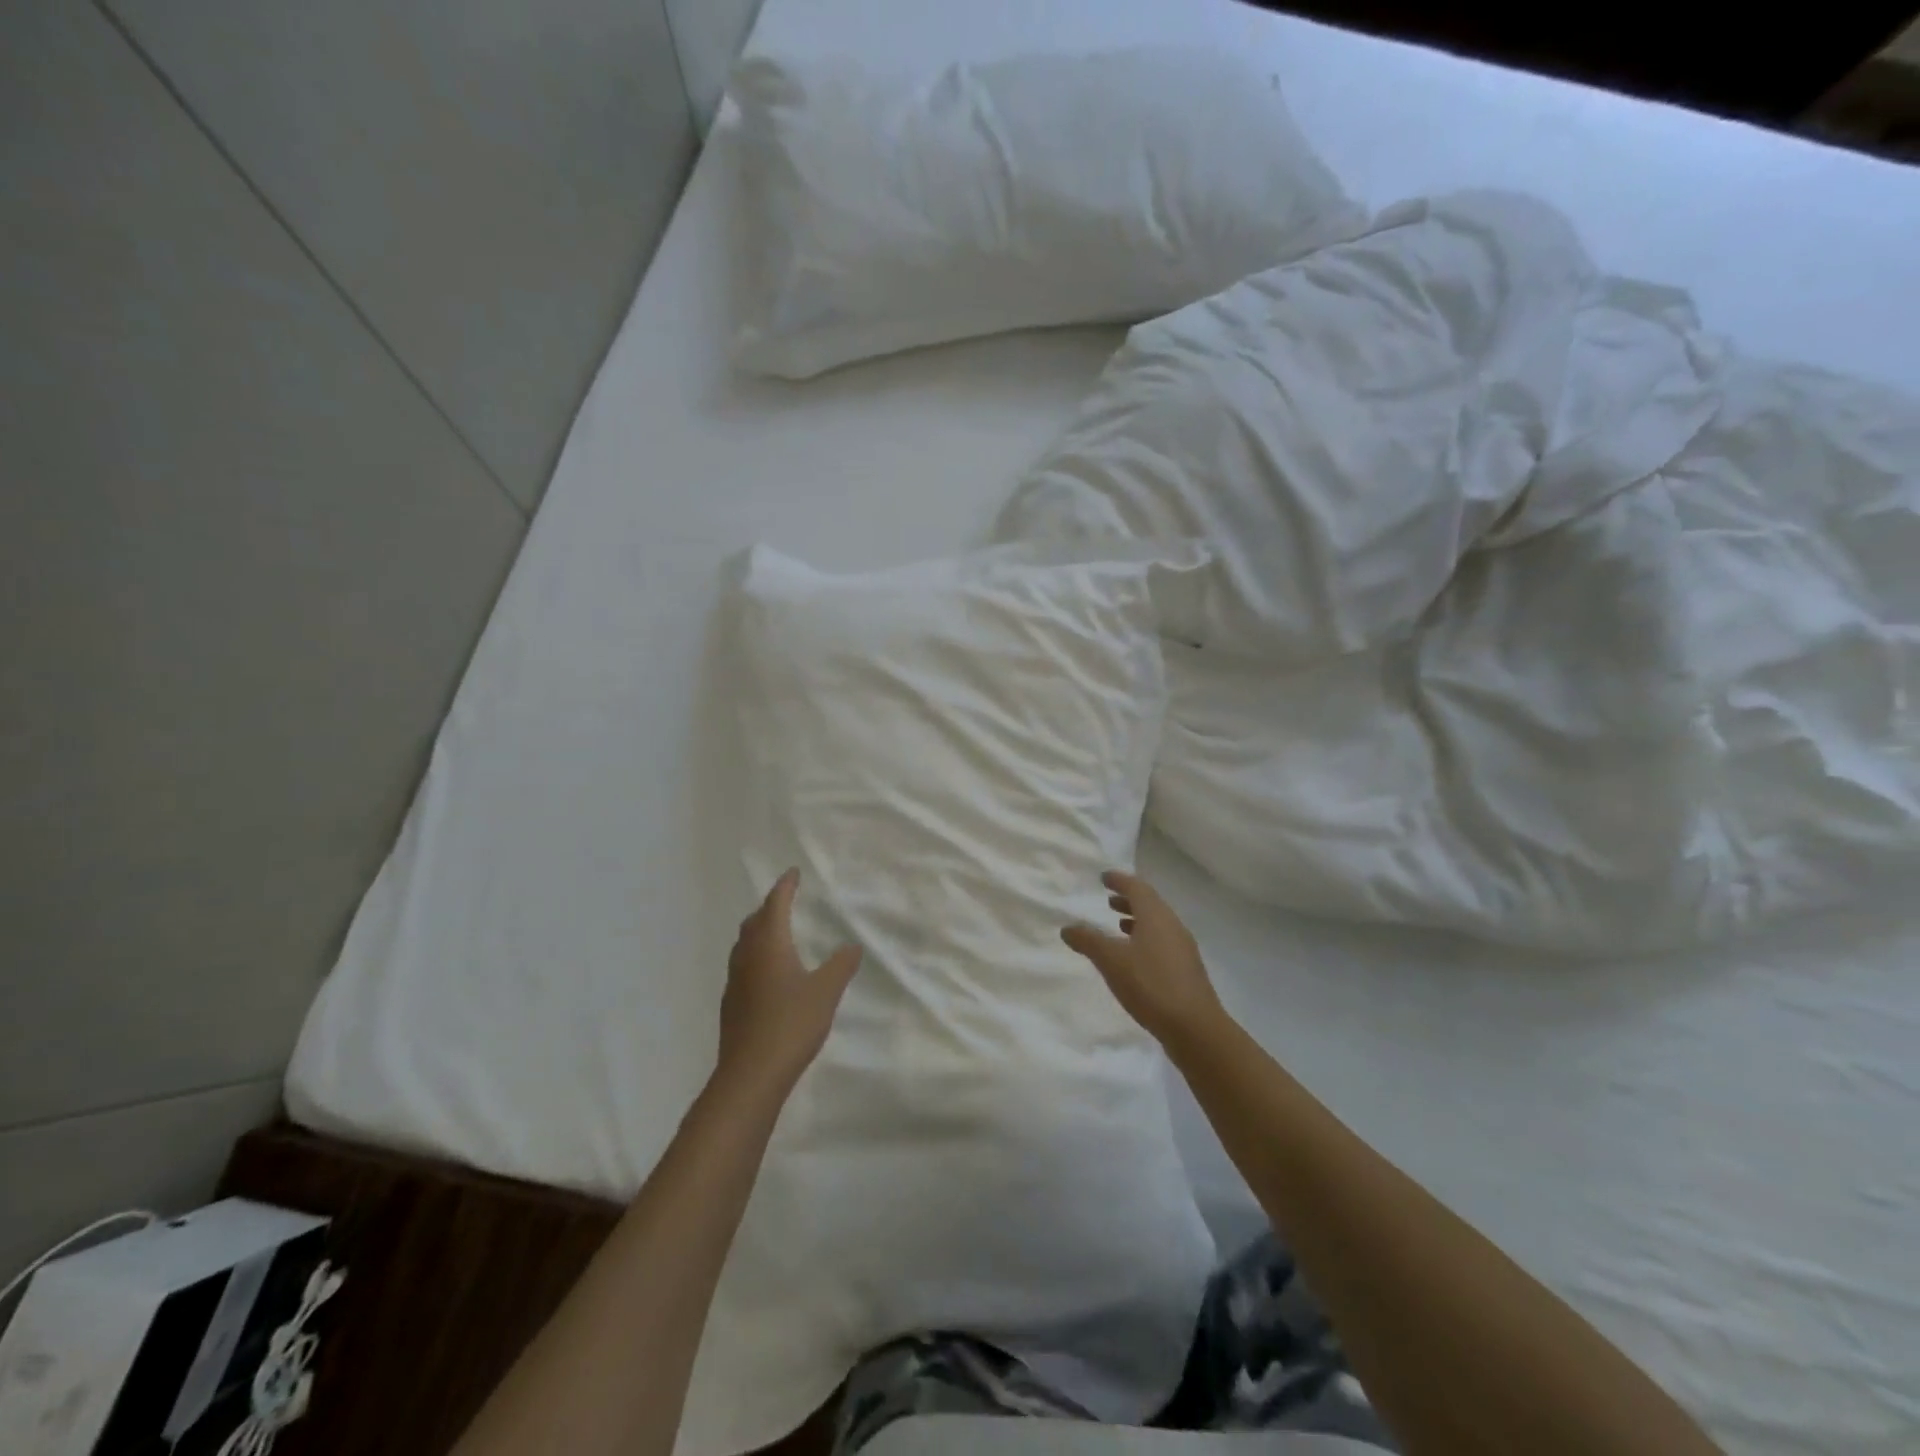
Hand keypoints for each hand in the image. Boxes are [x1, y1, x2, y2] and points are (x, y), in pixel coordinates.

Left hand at [717, 868, 862, 1100]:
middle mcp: (748, 957)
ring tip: (776, 932)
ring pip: (745, 944)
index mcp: (770, 945)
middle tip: (785, 900)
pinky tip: (767, 973)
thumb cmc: (791, 1024)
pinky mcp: (731, 1004)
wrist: (751, 1074)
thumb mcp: (826, 991)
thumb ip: (841, 965)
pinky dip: (755, 956)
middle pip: (754, 921)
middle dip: (769, 907)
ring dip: (759, 931)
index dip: (785, 887)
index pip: (775, 904)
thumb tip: (852, 946)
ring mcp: (735, 981)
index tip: (793, 873)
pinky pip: (743, 966)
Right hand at [1062, 871, 1224, 1048]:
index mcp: (1156, 916)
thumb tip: (1067, 927)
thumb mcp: (1111, 961)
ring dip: (1137, 920)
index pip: (1137, 887)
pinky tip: (1135, 958)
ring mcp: (1183, 949)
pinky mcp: (1187, 970)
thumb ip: (1088, 941)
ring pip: (1158, 925)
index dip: (1119, 880)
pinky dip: (1146, 939)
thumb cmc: (1150, 985)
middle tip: (1108, 900)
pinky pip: (1163, 943)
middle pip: (1150, 904)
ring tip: (1118, 926)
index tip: (1104, 878)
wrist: (1195, 1028)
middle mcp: (1173, 926)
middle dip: (1128, 900)